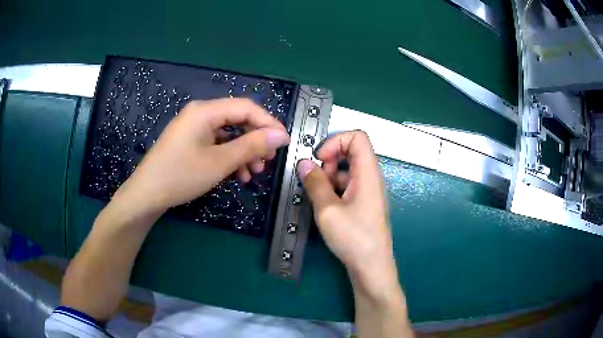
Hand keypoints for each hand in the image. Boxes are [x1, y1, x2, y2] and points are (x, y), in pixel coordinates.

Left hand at [115, 98, 289, 214]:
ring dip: (244, 151)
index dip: (268, 123)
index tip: (284, 142)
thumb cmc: (181, 176)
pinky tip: (237, 175)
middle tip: (269, 160)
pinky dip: (230, 157)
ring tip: (254, 172)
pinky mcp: (191, 142)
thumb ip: (251, 146)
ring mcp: (194, 128)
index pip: (246, 108)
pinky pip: (217, 144)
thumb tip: (280, 135)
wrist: (147, 195)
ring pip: (229, 134)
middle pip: (238, 119)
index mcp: (205, 111)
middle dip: (256, 140)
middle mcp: (200, 113)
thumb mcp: (219, 162)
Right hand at [297, 131, 399, 301]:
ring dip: (329, 177)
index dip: (336, 140)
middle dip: (329, 160)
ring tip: (319, 199)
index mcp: (368, 173)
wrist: (371, 267)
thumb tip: (303, 163)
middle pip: (350, 152)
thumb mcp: (328, 210)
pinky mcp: (363, 204)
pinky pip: (347, 185)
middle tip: (317, 181)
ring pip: (346, 170)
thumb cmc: (353, 238)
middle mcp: (370, 178)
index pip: (357, 137)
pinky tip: (325, 208)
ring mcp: (367, 191)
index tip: (319, 158)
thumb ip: (315, 183)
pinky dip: (333, 189)